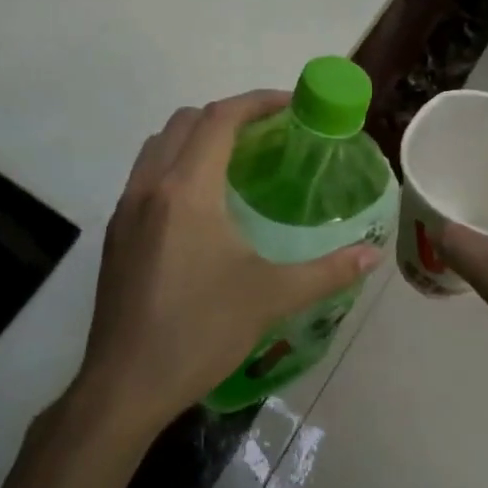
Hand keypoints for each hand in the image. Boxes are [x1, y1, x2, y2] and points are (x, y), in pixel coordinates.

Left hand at [78, 90, 382, 432]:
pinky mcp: (116, 234)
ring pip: (159, 146)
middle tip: (268, 135)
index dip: (257, 102)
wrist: (125, 385)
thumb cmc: (200, 332)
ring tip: (236, 163)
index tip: (292, 105)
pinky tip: (202, 207)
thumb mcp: (270, 298)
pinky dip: (176, 166)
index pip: (220, 119)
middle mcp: (149, 187)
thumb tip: (372, 255)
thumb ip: (327, 271)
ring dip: (197, 138)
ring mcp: (125, 210)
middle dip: (228, 116)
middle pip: (186, 121)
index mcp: (186, 190)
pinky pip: (146, 176)